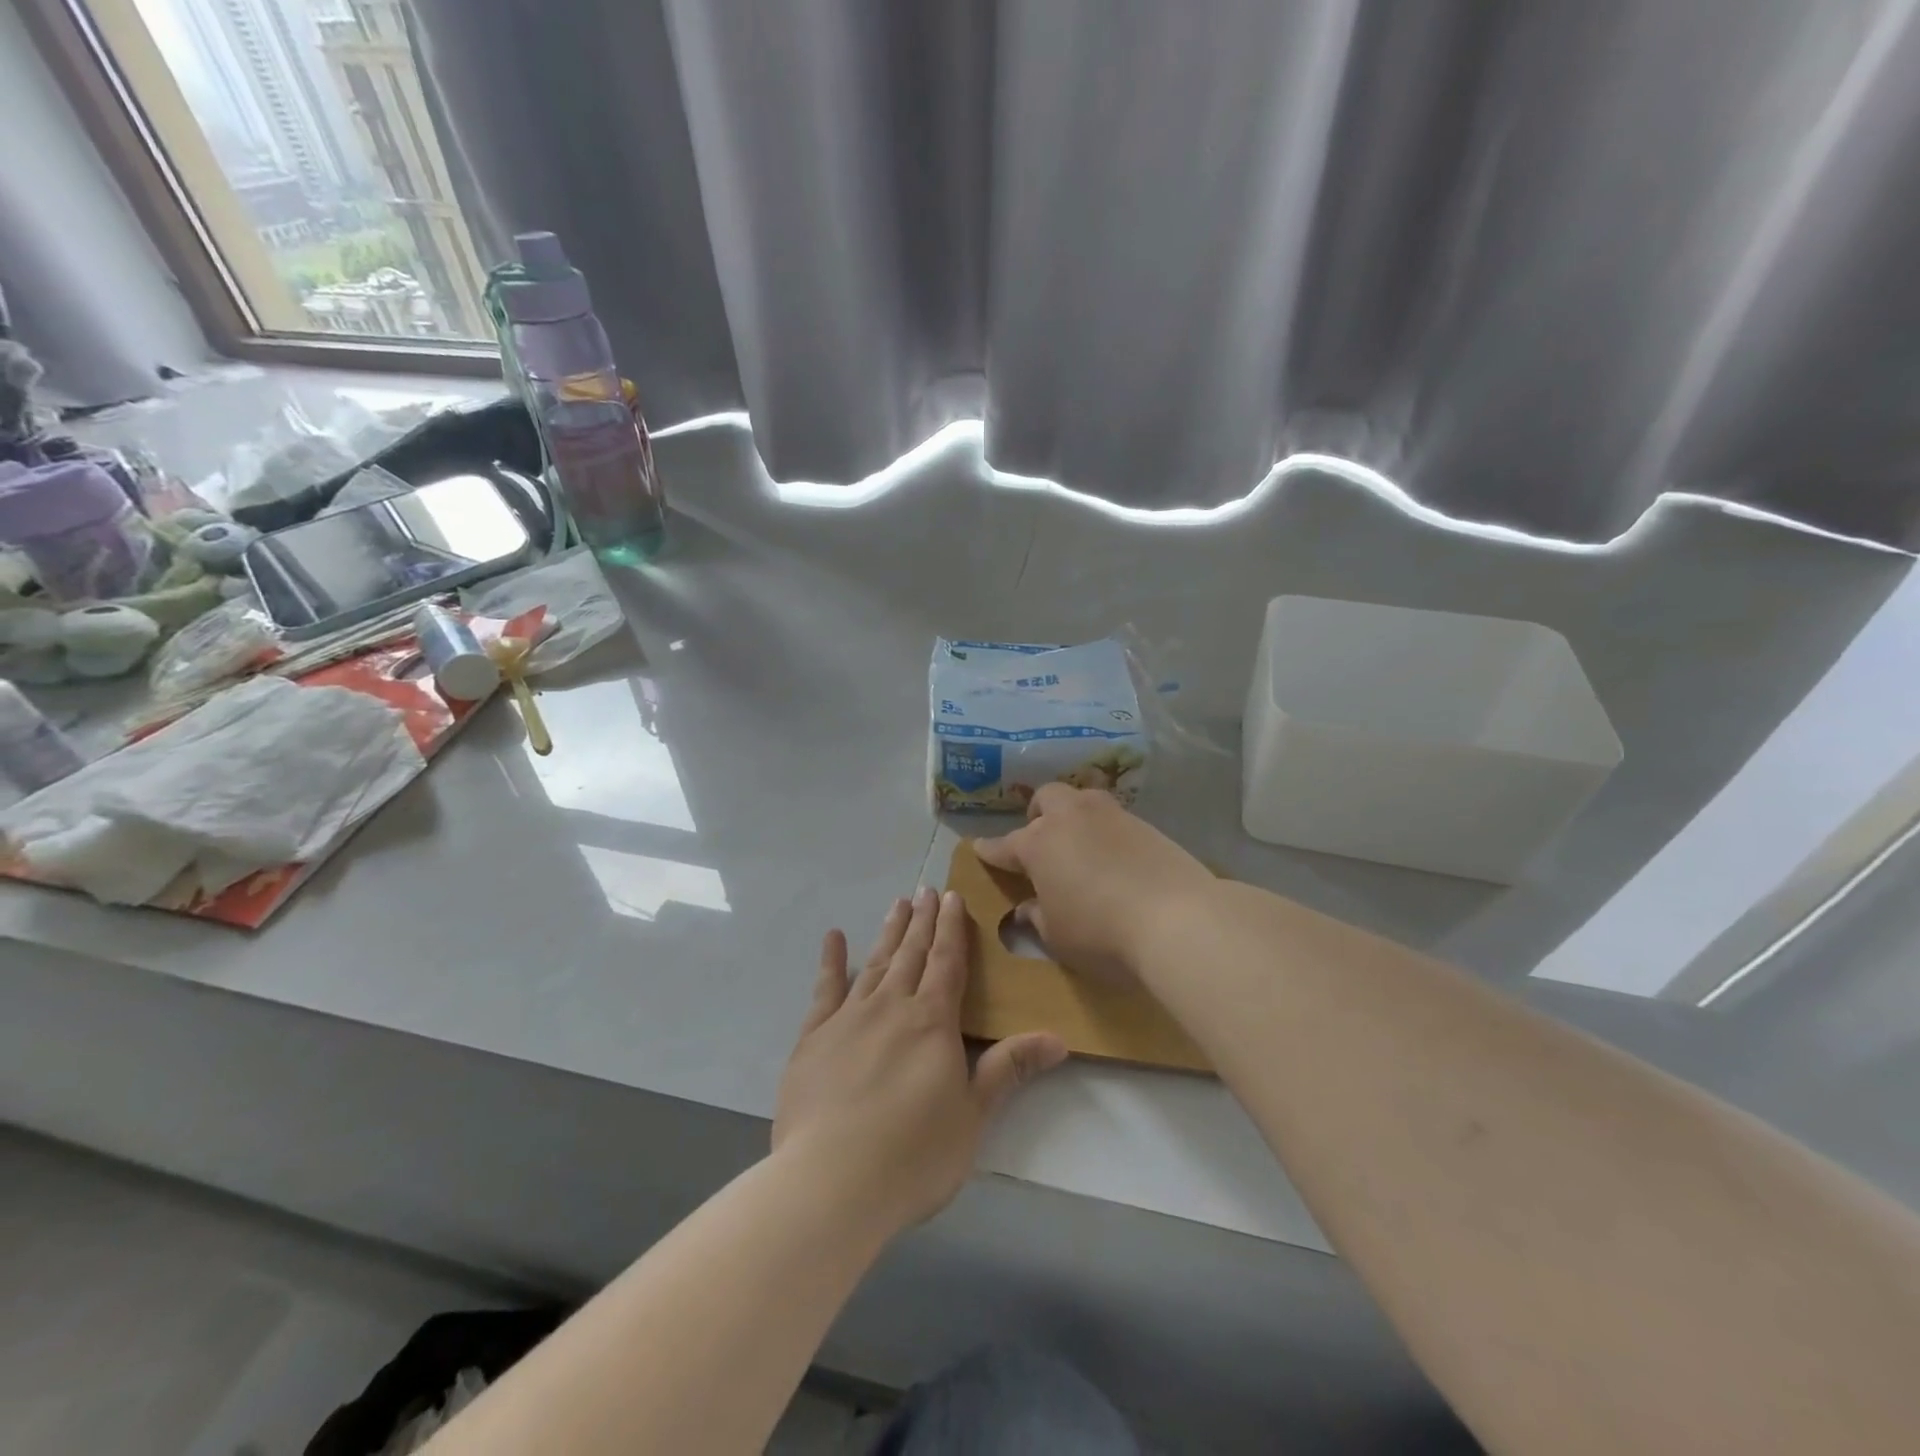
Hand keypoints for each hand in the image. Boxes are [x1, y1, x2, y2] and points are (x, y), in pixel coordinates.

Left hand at [773, 888, 1066, 1236]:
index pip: (948, 962)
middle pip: (911, 953)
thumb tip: (1059, 1039)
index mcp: (932, 1021)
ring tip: (898, 904)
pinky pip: (824, 989)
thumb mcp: (973, 1115)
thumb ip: (1009, 1069)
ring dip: (889, 932)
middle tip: (927, 890)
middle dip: (923, 921)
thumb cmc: (914, 1154)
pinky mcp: (812, 1038)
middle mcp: (891, 1006)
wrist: (832, 1181)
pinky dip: (831, 961)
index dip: (952, 928)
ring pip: (874, 963)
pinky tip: (833, 937)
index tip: (953, 896)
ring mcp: (848, 1018)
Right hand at [974, 784, 1216, 981]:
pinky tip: (1114, 857)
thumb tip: (1029, 907)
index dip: (991, 850)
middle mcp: (1071, 818)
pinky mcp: (1146, 824)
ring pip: (1083, 800)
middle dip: (1037, 815)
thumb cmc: (1102, 933)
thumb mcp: (1058, 937)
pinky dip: (1106, 832)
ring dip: (1074, 816)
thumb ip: (1038, 918)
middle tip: (1040, 840)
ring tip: (1080, 845)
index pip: (1005, 845)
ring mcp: (1111, 816)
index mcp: (1039, 843)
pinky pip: (1114, 819)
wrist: (1178, 918)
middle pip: (1046, 799)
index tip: (979, 848)